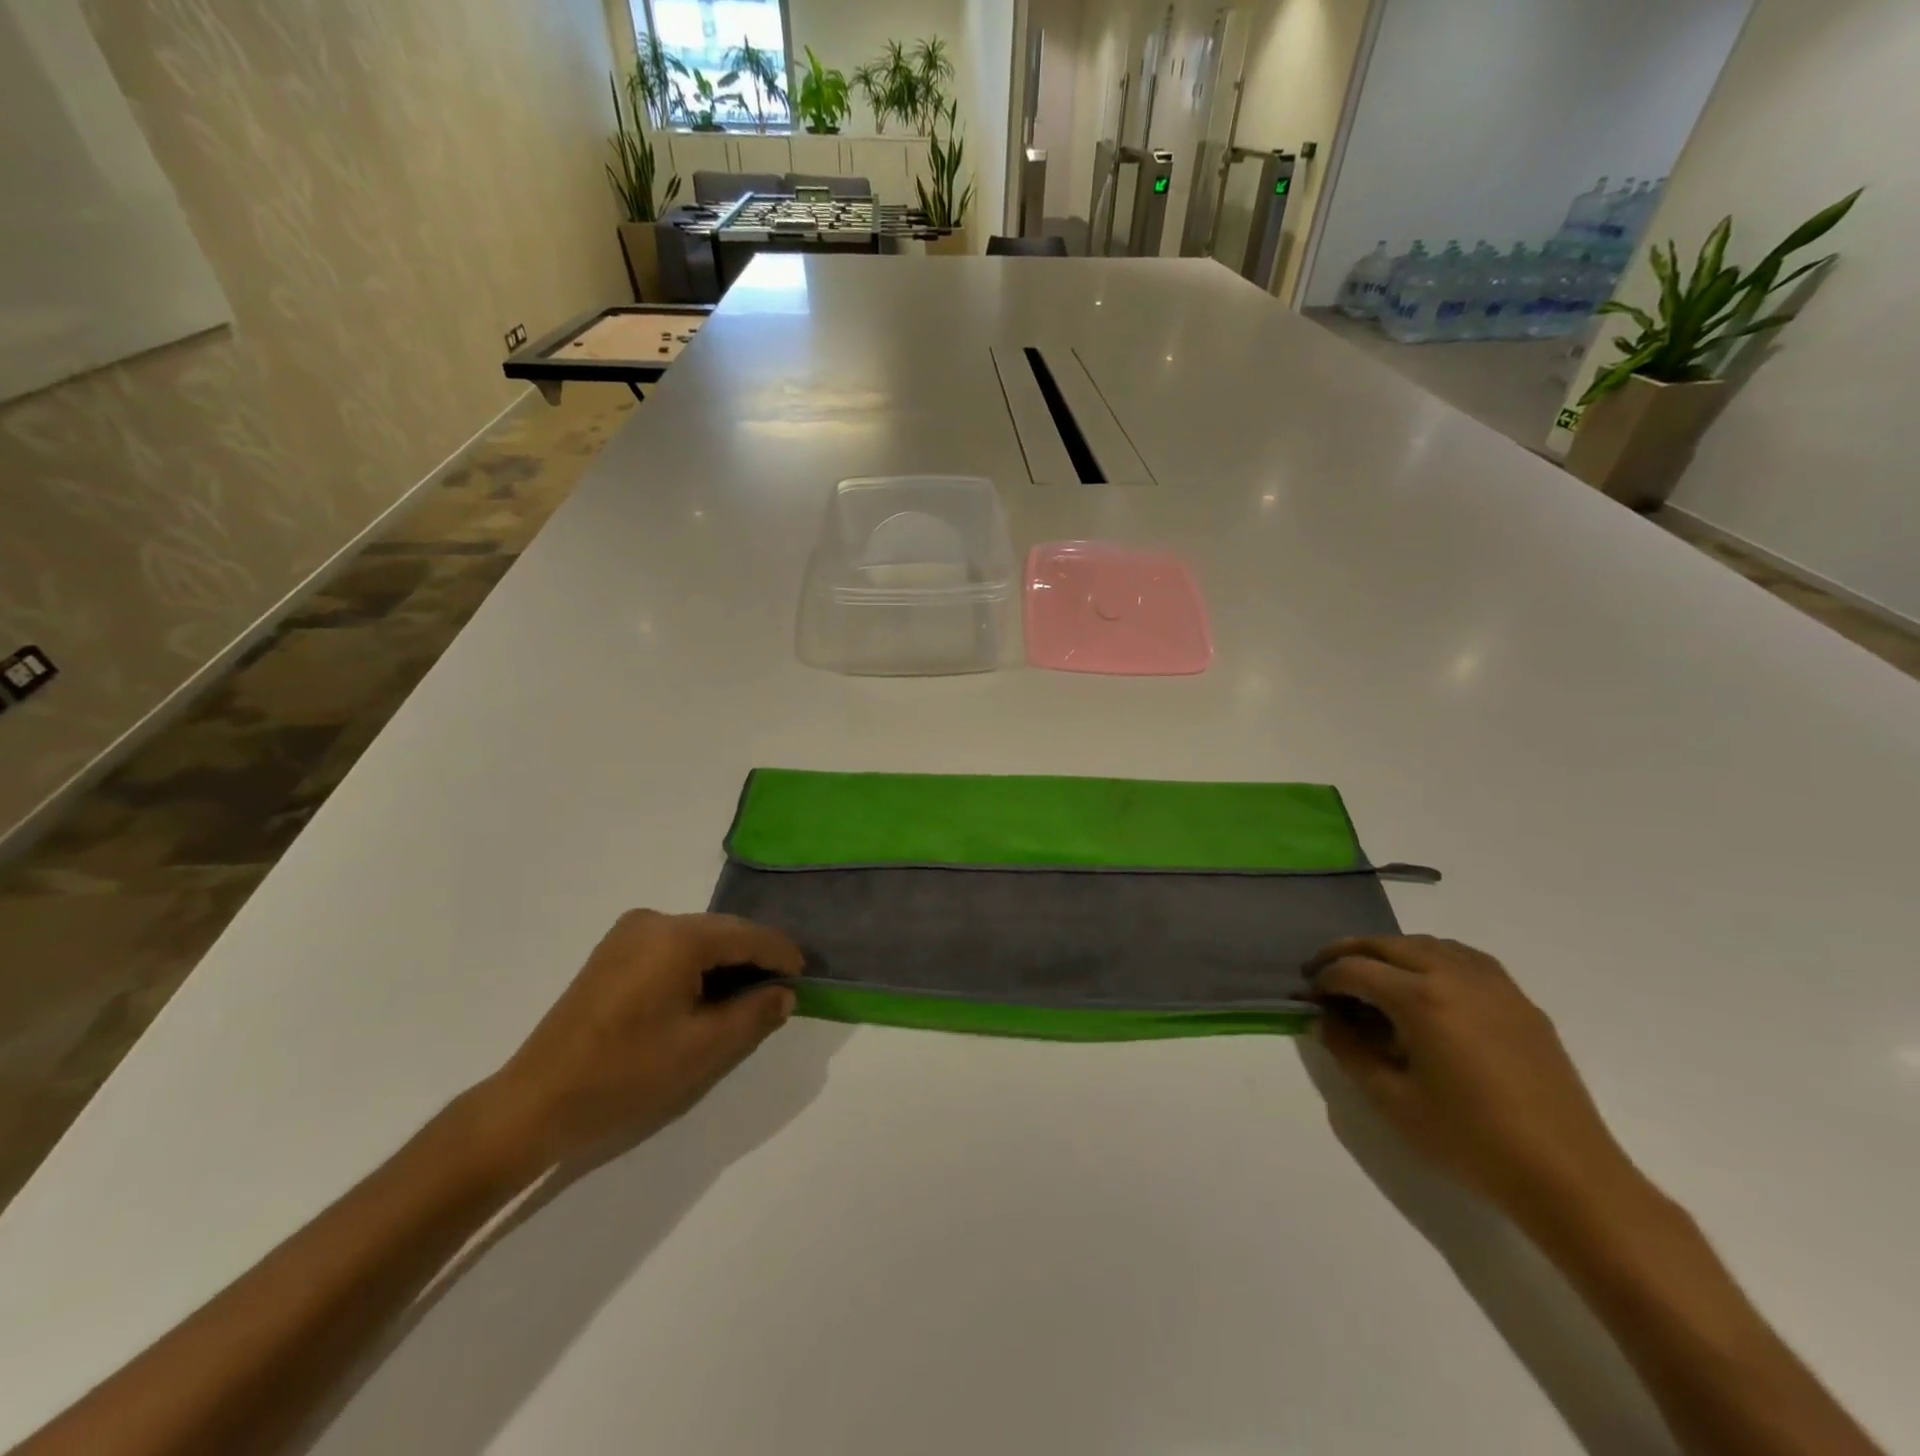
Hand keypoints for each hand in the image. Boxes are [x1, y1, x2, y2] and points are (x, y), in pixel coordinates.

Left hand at [480, 910, 801, 1173]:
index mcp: (677, 936)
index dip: (781, 954)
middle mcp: (654, 920)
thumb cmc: (626, 1074)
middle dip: (755, 956)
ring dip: (726, 962)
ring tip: (750, 993)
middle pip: (722, 931)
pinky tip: (707, 993)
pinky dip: (697, 965)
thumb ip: (754, 1013)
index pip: (747, 935)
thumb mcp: (703, 1047)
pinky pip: (672, 947)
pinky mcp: (612, 952)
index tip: (806, 975)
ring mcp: (628, 933)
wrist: (534, 1102)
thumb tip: (784, 993)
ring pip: (698, 939)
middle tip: (783, 987)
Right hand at [1305, 935, 1634, 1219]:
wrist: (1568, 1176)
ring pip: (1427, 943)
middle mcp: (1455, 975)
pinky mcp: (1519, 1001)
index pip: (1355, 970)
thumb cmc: (1470, 1140)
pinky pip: (1464, 958)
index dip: (1324, 979)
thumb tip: (1324, 1020)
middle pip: (1387, 944)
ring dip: (1390, 950)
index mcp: (1421, 998)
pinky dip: (1431, 957)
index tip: (1308, 995)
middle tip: (1324, 971)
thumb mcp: (1392, 1100)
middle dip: (1348, 952)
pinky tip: (1426, 984)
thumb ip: (1349, 1051)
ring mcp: (1493, 984)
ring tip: (1371, 974)